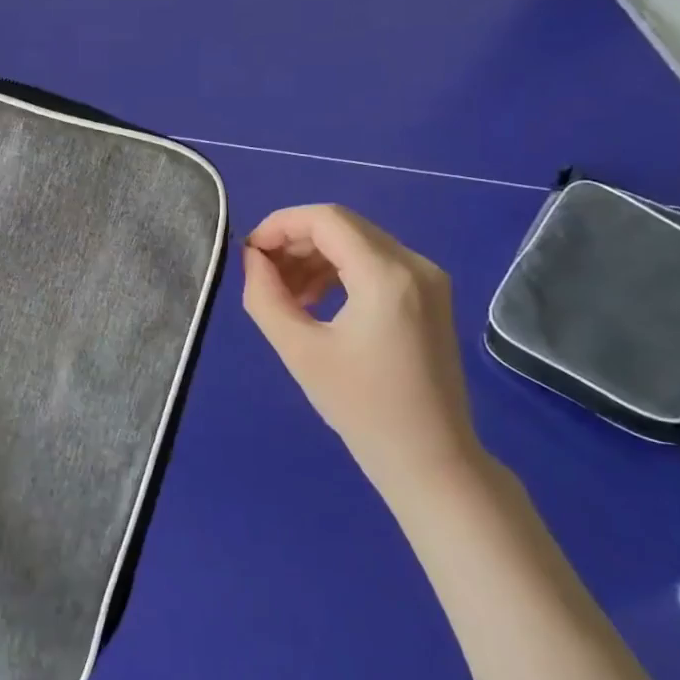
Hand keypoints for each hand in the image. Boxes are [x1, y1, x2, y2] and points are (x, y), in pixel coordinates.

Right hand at [241, 204, 481, 493]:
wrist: (430, 459)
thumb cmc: (361, 408)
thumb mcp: (299, 350)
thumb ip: (265, 295)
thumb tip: (252, 258)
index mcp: (387, 275)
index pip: (325, 219)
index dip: (279, 225)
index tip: (249, 253)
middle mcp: (415, 264)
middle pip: (342, 226)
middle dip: (294, 242)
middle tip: (262, 275)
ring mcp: (428, 279)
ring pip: (357, 242)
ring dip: (314, 257)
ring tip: (285, 296)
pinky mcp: (430, 296)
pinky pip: (374, 263)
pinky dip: (339, 271)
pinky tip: (315, 302)